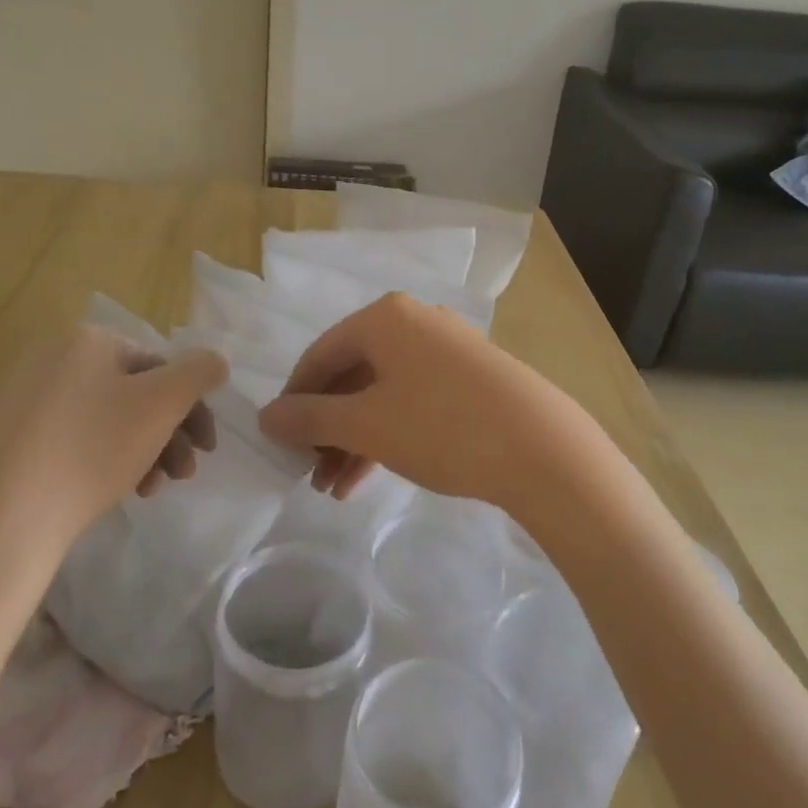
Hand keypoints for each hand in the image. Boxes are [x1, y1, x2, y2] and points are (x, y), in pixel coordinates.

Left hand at [0, 325, 228, 574]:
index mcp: (89, 340)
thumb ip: (199, 372)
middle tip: (186, 475)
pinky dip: (106, 460)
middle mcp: (54, 357)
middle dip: (169, 434)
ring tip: (153, 489)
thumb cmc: (92, 449)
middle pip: (135, 393)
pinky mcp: (10, 438)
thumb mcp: (162, 403)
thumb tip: (215, 360)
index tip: (207, 448)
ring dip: (144, 451)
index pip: (160, 365)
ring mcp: (27, 398)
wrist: (1, 518)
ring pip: (108, 420)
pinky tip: (120, 491)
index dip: (192, 406)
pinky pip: (75, 439)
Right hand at [258, 293, 588, 509]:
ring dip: (353, 441)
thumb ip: (309, 418)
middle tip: (308, 472)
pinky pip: (413, 403)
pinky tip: (367, 479)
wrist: (541, 448)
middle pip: (352, 376)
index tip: (280, 440)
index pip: (320, 354)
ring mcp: (447, 351)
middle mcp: (415, 323)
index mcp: (385, 318)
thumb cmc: (440, 426)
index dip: (294, 398)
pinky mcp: (471, 380)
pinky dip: (386, 437)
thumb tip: (265, 416)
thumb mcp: (365, 424)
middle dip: (326, 429)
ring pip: (382, 394)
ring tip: (333, 489)